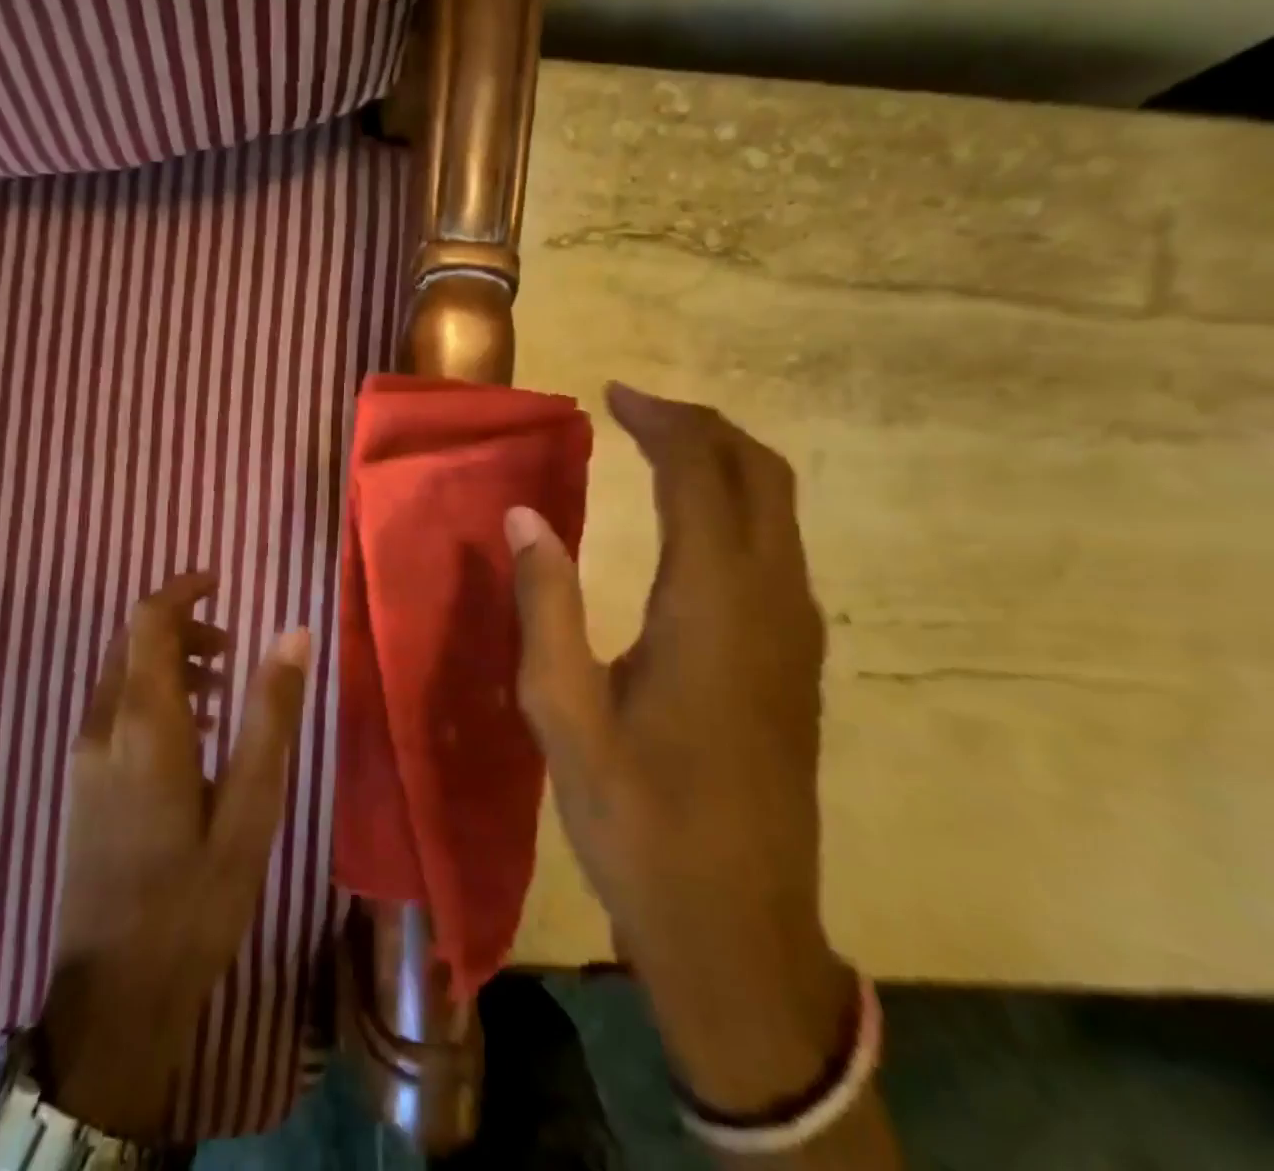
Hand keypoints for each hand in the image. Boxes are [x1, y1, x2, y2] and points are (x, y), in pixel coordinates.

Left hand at [40, 572, 309, 1141]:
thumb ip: (270, 714)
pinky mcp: (81, 785)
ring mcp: (84, 758)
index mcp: (143, 724)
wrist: (116, 995)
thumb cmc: (194, 897)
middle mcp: (103, 728)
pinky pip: (114, 710)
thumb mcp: (251, 806)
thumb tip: (294, 633)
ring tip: (222, 692)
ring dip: (167, 663)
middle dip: (179, 628)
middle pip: (130, 643)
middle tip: (233, 648)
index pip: (147, 623)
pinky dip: (151, 696)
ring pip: (120, 677)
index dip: (179, 591)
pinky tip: (190, 736)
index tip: (217, 581)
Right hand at [505, 384, 852, 1114]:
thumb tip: (523, 515)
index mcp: (713, 609)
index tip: (613, 393)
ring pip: (778, 509)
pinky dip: (734, 504)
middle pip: (761, 474)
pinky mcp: (795, 661)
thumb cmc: (637, 819)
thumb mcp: (563, 714)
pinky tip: (684, 523)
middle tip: (635, 409)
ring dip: (721, 461)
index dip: (661, 422)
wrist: (736, 927)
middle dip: (701, 425)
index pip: (702, 476)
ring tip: (654, 447)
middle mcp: (771, 604)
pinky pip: (776, 548)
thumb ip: (545, 606)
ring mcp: (795, 634)